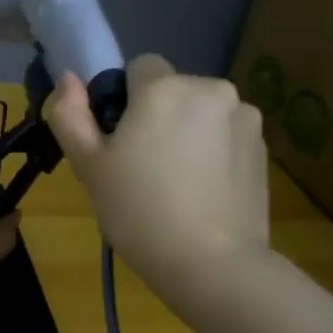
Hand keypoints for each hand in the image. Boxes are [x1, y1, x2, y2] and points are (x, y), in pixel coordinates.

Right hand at [46, 55, 269, 294]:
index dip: (125, 99)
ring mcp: (244, 117)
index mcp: (165, 88)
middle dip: (159, 114)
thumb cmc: (139, 211)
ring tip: (177, 182)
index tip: (120, 140)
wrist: (213, 265)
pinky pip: (226, 134)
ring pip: (201, 111)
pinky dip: (213, 150)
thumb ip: (70, 114)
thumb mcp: (88, 165)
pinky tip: (203, 190)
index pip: (139, 67)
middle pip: (173, 89)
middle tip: (143, 165)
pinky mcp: (264, 147)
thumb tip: (68, 78)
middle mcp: (211, 89)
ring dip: (188, 130)